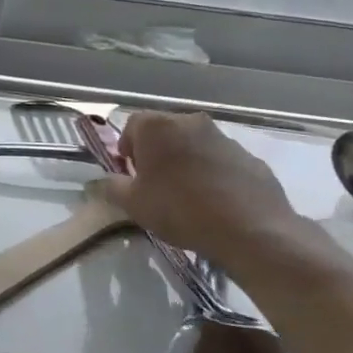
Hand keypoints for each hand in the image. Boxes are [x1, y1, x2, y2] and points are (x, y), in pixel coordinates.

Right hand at [105, 111, 306, 263]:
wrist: (251, 230)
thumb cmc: (180, 210)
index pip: (132, 125)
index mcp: (159, 127)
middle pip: (165, 132)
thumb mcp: (133, 204)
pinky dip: (214, 174)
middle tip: (155, 184)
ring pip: (195, 145)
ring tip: (187, 196)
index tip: (130, 173)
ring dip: (186, 162)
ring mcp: (225, 139)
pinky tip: (215, 203)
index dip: (127, 148)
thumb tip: (100, 182)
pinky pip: (222, 161)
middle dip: (156, 153)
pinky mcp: (251, 158)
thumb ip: (111, 187)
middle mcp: (191, 122)